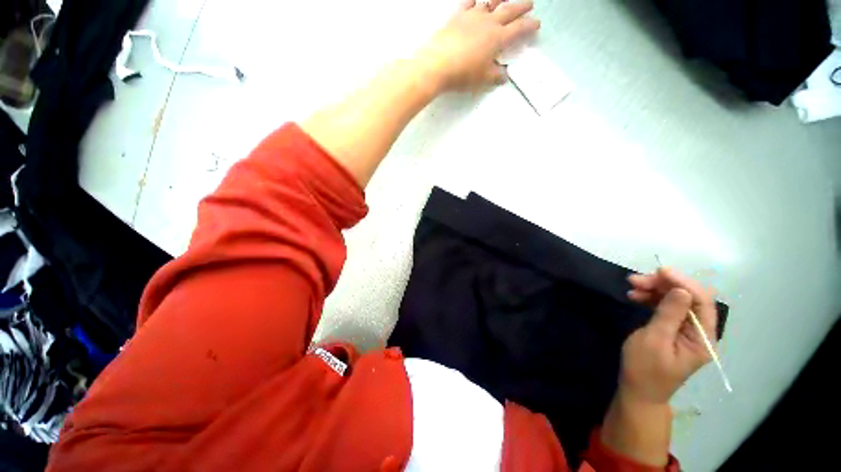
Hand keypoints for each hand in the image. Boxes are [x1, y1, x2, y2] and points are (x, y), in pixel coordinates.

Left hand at [415, 0, 539, 92]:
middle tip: (529, 4)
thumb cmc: (463, 74)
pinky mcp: (457, 16)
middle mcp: (488, 22)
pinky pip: (468, 3)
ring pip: (490, 3)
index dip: (529, 26)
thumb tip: (504, 76)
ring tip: (504, 0)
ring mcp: (472, 16)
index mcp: (497, 38)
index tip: (536, 24)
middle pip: (509, 10)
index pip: (519, 29)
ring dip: (500, 0)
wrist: (437, 65)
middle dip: (521, 6)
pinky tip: (476, 2)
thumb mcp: (482, 79)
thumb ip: (495, 76)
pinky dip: (475, 1)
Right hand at [621, 267, 718, 404]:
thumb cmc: (645, 368)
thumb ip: (669, 315)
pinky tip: (635, 296)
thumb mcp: (654, 340)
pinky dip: (651, 298)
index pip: (702, 302)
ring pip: (676, 300)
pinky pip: (666, 307)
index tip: (660, 271)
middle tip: (635, 280)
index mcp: (702, 338)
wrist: (637, 389)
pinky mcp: (673, 329)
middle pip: (688, 298)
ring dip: (654, 289)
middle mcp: (699, 331)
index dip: (684, 283)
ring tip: (631, 286)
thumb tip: (681, 290)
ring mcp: (686, 330)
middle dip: (664, 285)